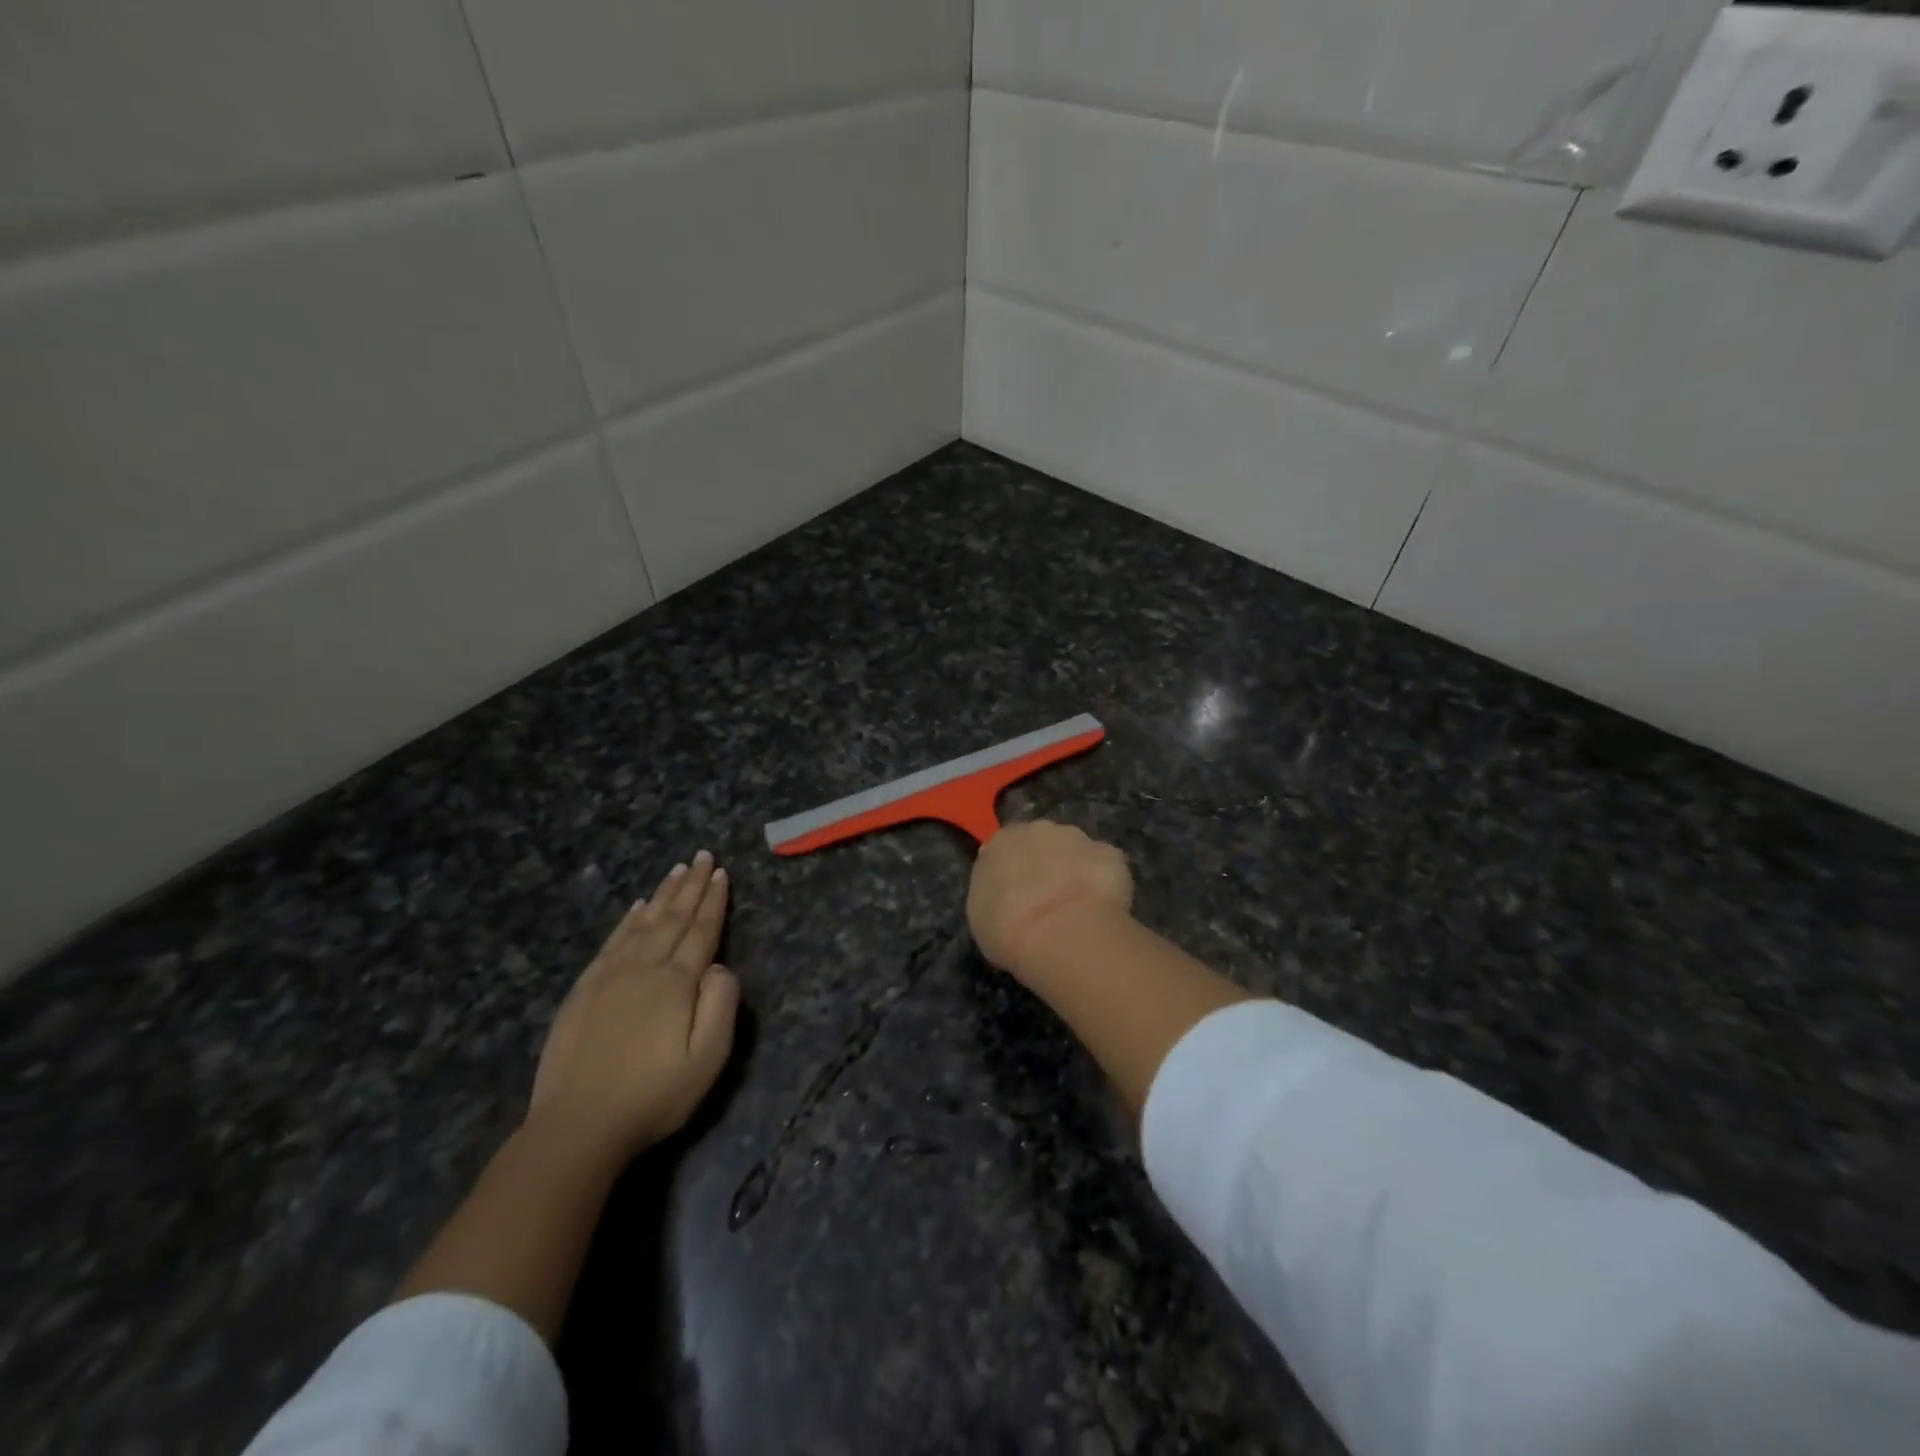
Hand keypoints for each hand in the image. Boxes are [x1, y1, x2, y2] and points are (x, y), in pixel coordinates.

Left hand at [528, 851, 740, 1162]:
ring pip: (642, 924)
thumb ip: (721, 1004)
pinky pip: (611, 942)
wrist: (577, 1127)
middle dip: (691, 885)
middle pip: (673, 919)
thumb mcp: (708, 1058)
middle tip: (703, 856)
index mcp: (676, 982)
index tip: (722, 873)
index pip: (701, 931)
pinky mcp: (583, 991)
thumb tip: (719, 966)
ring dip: (663, 895)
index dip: (713, 901)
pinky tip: (637, 907)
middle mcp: (643, 968)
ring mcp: (609, 977)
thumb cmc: (653, 1095)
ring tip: (677, 870)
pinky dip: (627, 920)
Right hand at [968, 820, 1132, 975]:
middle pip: (1041, 843)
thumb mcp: (982, 917)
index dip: (1012, 873)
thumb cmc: (1007, 929)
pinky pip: (1105, 867)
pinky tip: (1102, 910)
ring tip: (1078, 909)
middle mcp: (1038, 829)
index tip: (1016, 897)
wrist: (1060, 932)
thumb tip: (1005, 893)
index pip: (1003, 850)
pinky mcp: (1111, 854)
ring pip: (1076, 851)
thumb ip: (993, 895)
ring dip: (1076, 871)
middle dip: (1046, 866)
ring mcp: (1078, 838)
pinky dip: (1105, 883)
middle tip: (1047, 902)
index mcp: (1000, 842)